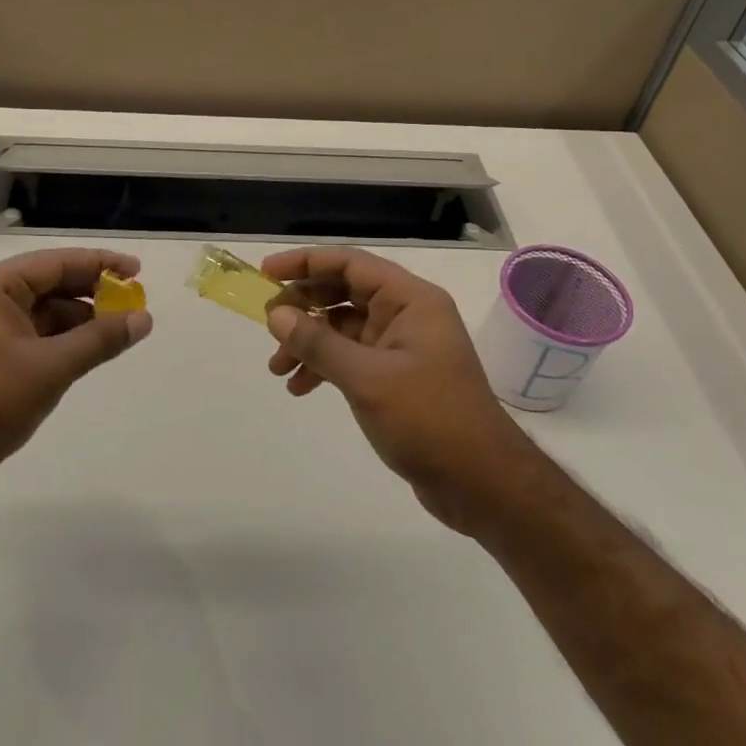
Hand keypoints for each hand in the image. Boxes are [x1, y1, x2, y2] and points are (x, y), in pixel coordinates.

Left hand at [0, 248, 152, 510]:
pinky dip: (61, 340)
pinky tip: (88, 352)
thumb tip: (144, 319)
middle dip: (92, 293)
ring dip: (79, 319)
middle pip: (49, 283)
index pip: (56, 262)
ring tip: (118, 332)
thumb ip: (100, 340)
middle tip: (133, 304)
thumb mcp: (51, 368)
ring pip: (42, 311)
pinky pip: (32, 334)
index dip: (100, 264)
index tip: (138, 271)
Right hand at [262, 247, 532, 531]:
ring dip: (308, 342)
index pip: (350, 264)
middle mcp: (406, 314)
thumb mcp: (366, 378)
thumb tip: (276, 314)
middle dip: (303, 306)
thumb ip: (318, 343)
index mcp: (410, 300)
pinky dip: (324, 366)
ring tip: (277, 368)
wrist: (480, 483)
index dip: (305, 263)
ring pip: (343, 327)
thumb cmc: (428, 419)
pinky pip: (351, 356)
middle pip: (344, 292)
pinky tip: (301, 387)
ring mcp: (401, 345)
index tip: (266, 274)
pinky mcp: (396, 375)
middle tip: (267, 324)